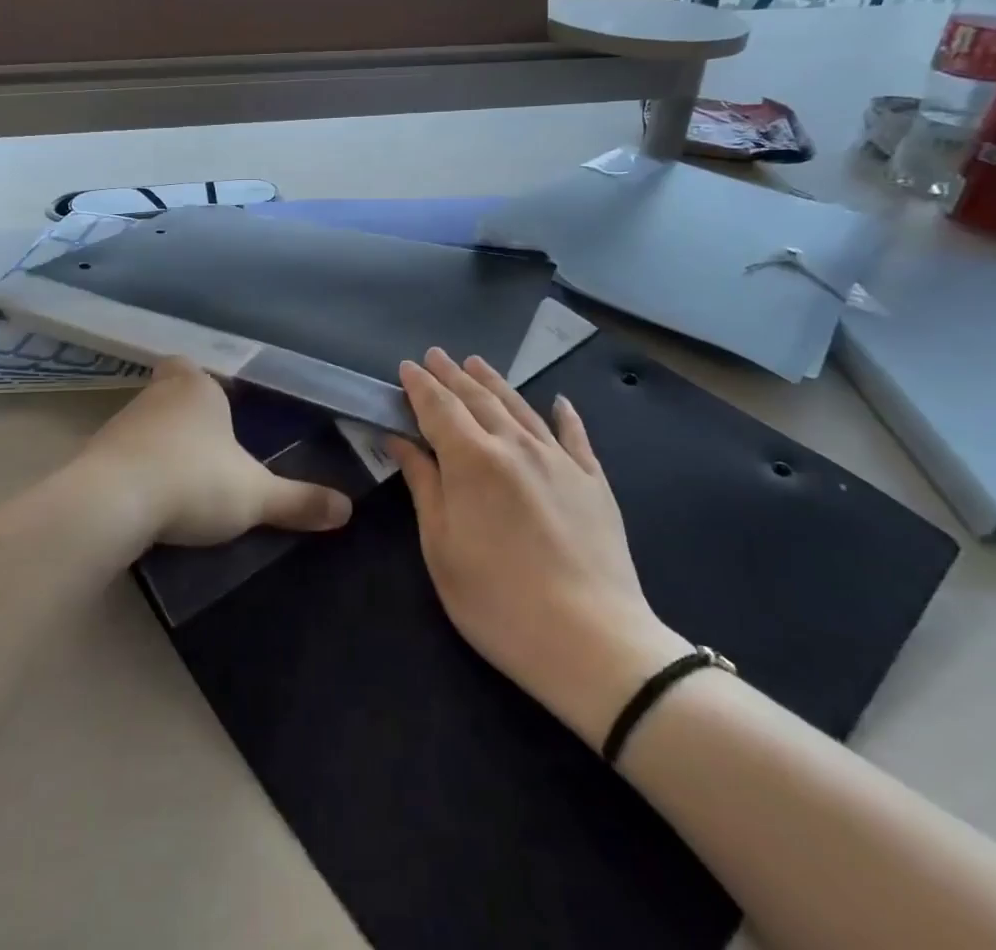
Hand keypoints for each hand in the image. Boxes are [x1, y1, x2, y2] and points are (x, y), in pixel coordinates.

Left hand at [76, 358, 352, 547]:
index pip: (195, 368)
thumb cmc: (193, 481)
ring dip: (159, 445)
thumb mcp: (255, 496)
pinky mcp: (93, 455)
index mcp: (196, 387)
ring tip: (181, 480)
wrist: (112, 504)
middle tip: (208, 447)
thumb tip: (347, 509)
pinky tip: (148, 498)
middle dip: (185, 415)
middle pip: (171, 393)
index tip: (220, 409)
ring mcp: (120, 423)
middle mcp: (156, 394)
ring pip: (145, 424)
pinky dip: (135, 470)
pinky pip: (122, 455)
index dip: (206, 385)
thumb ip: (299, 500)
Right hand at [390, 348, 689, 748]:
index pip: (438, 408)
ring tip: (477, 363)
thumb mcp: (441, 547)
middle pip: (478, 399)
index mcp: (472, 460)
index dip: (420, 386)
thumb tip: (401, 440)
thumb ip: (423, 485)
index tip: (407, 366)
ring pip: (521, 407)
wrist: (592, 640)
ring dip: (495, 383)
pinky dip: (564, 415)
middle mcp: (515, 445)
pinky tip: (559, 401)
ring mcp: (559, 460)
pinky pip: (575, 436)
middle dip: (452, 375)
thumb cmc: (498, 600)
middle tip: (436, 355)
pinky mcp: (594, 481)